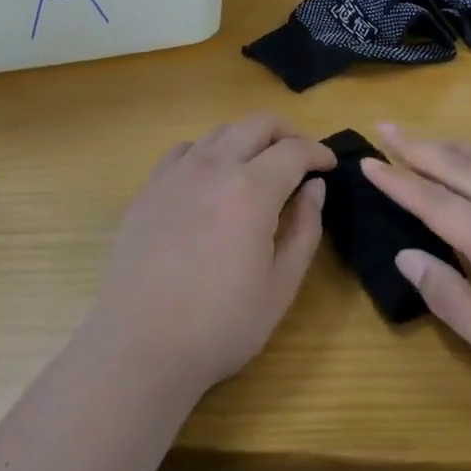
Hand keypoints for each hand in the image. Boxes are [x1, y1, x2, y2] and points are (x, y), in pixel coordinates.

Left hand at [88, 116, 333, 401]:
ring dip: (248, 138)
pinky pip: (186, 150)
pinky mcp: (149, 188)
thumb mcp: (281, 285)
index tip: (329, 165)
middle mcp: (213, 167)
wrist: (141, 346)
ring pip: (220, 132)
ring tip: (260, 166)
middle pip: (257, 124)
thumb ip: (304, 228)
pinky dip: (210, 151)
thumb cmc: (221, 324)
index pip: (294, 151)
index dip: (318, 153)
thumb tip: (315, 188)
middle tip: (301, 158)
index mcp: (251, 190)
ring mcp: (176, 173)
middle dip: (287, 133)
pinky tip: (213, 178)